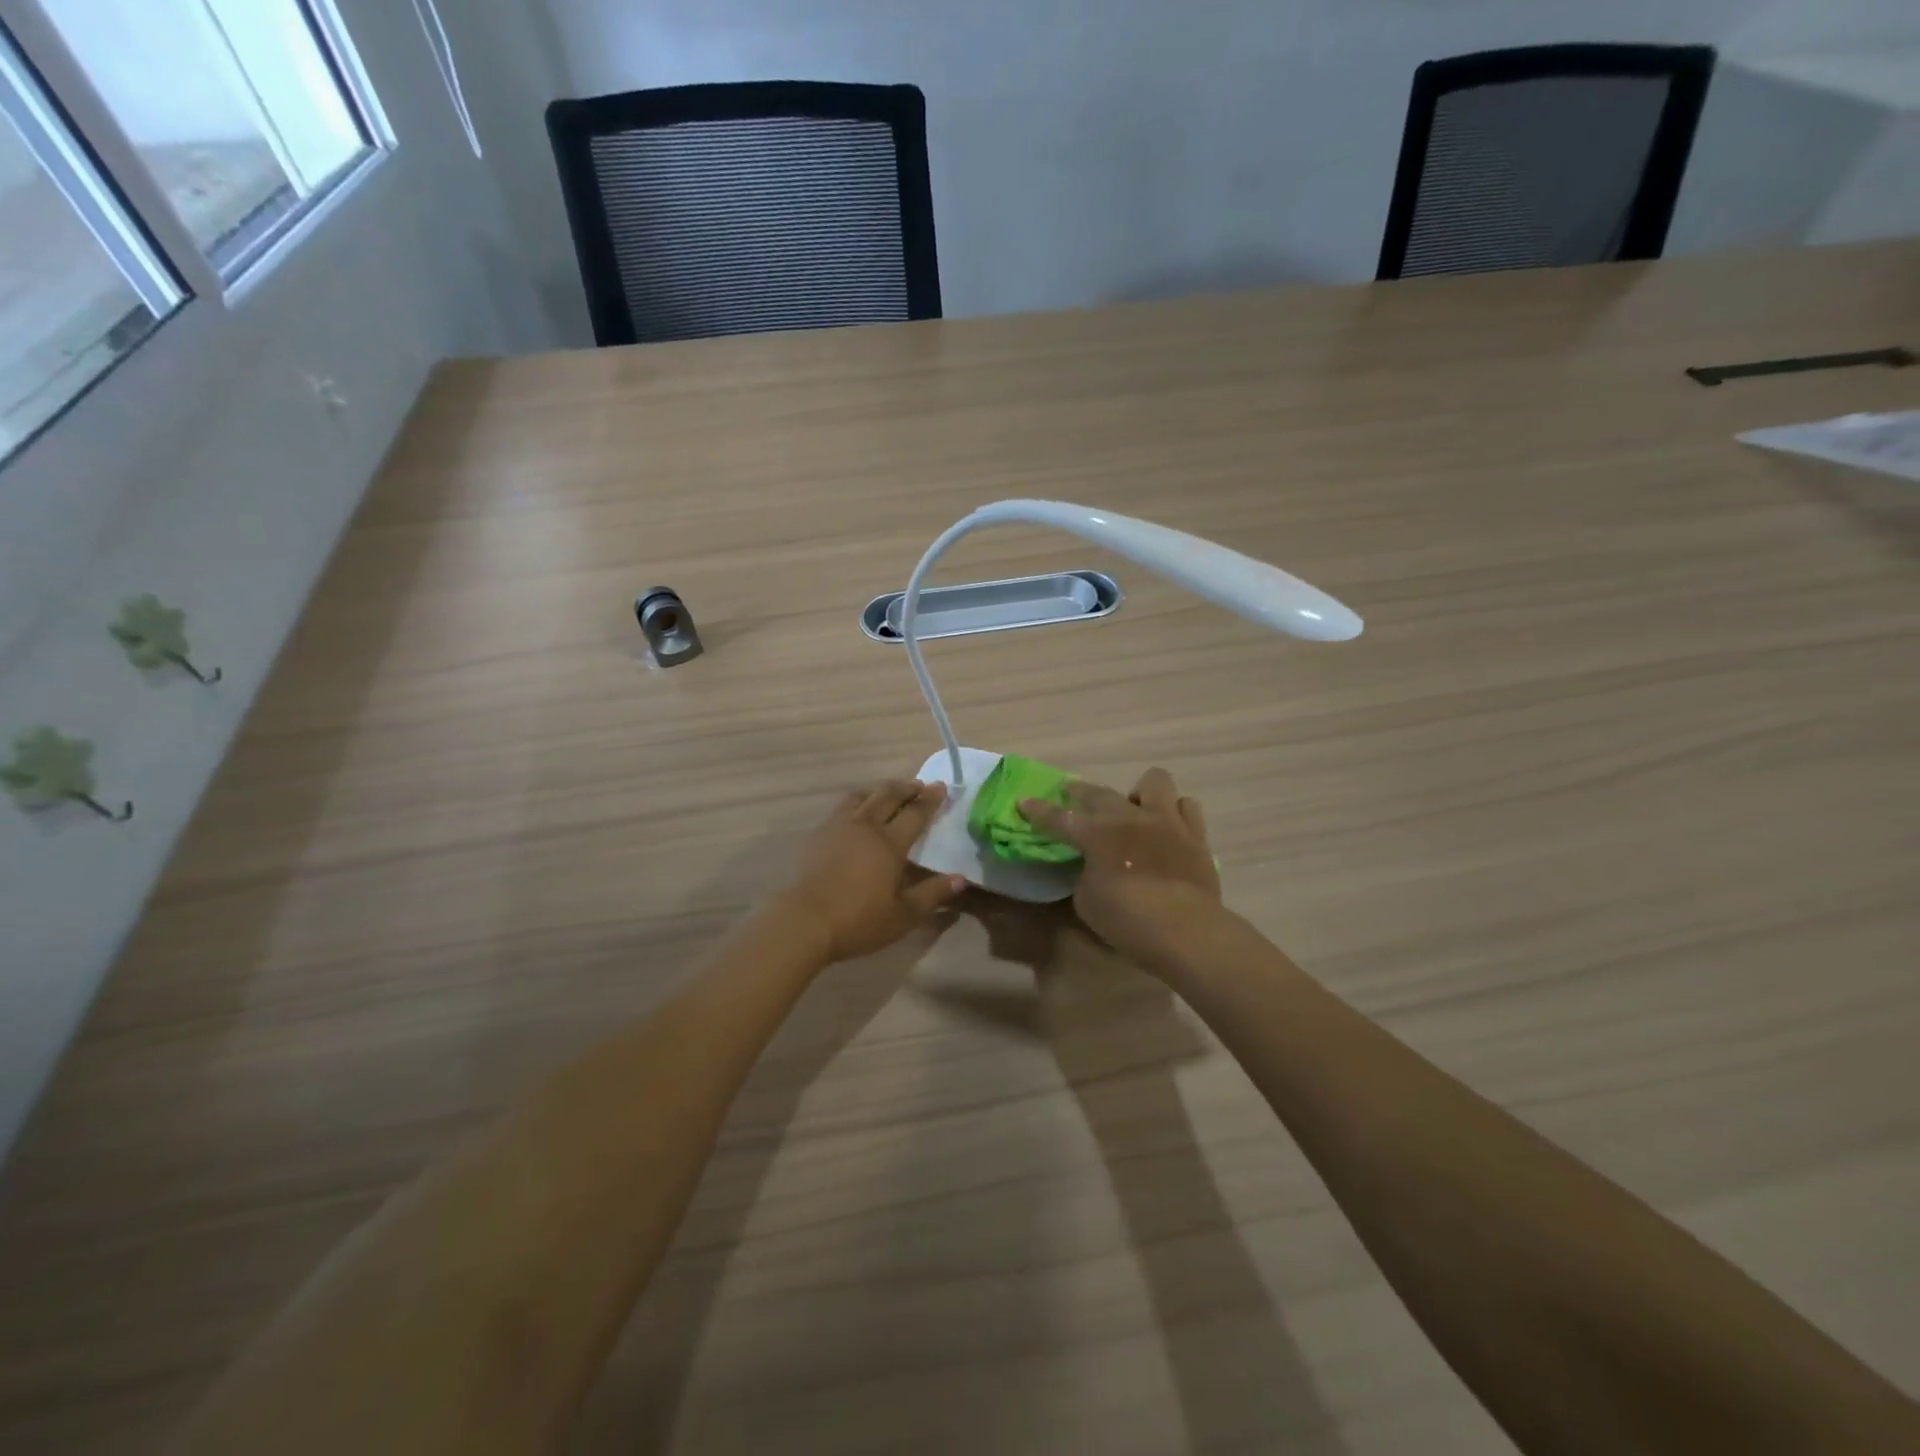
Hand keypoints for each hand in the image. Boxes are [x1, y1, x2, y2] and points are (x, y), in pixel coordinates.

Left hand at [774, 779, 966, 962]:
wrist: (804, 921)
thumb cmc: (858, 920)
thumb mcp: (903, 914)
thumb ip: (933, 894)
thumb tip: (961, 879)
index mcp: (889, 843)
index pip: (915, 813)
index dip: (930, 800)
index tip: (941, 787)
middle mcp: (865, 826)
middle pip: (888, 796)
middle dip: (907, 787)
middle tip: (919, 785)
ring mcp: (838, 826)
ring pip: (862, 796)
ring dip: (880, 790)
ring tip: (888, 792)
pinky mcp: (818, 834)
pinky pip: (842, 807)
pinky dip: (858, 801)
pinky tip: (857, 812)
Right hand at [1018, 768, 1221, 969]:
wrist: (1185, 931)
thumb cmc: (1127, 920)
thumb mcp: (1087, 901)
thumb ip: (1085, 875)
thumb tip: (1090, 866)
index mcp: (1097, 835)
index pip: (1059, 817)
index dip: (1038, 810)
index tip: (1024, 801)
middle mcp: (1129, 818)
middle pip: (1099, 792)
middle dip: (1080, 792)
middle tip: (1072, 796)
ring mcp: (1166, 821)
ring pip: (1154, 781)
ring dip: (1140, 794)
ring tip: (1135, 811)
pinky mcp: (1195, 835)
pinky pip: (1187, 806)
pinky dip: (1174, 812)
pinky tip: (1167, 826)